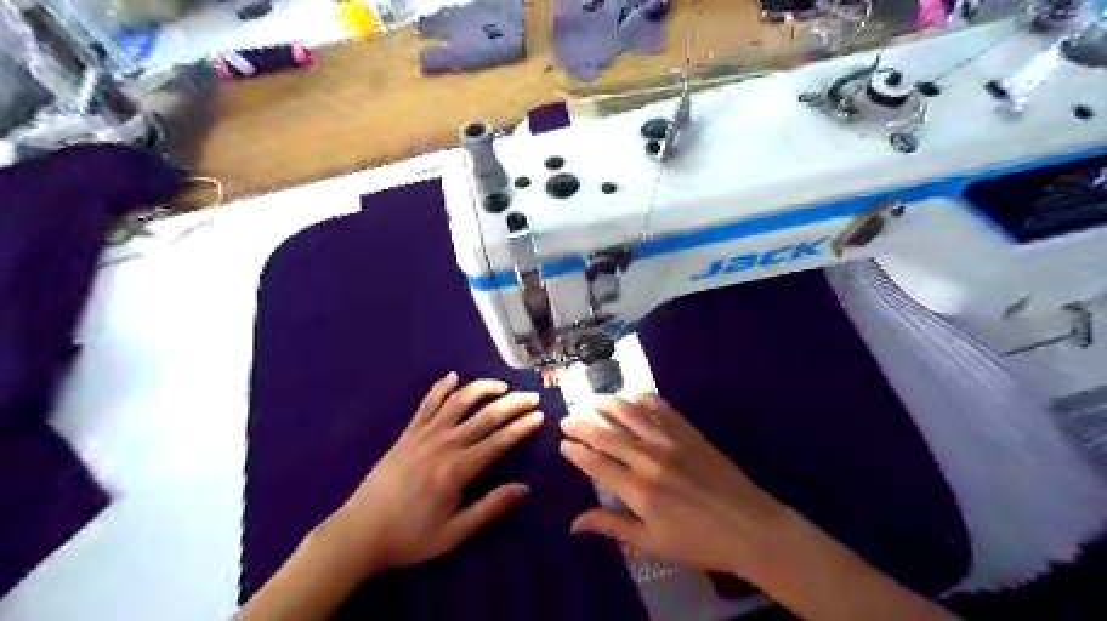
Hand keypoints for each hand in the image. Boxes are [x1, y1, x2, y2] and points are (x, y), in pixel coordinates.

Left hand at [321, 370, 543, 575]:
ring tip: (501, 386)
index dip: (522, 427)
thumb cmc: (411, 536)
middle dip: (512, 404)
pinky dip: (441, 388)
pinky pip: (427, 404)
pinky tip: (453, 376)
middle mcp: (443, 444)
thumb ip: (490, 508)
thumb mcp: (454, 533)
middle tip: (531, 396)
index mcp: (457, 470)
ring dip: (482, 389)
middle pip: (485, 416)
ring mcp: (423, 435)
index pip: (499, 442)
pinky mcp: (408, 433)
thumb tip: (523, 488)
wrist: (360, 532)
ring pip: (458, 402)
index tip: (539, 416)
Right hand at [562, 395, 785, 573]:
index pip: (597, 464)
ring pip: (632, 416)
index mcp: (638, 490)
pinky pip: (662, 409)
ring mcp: (671, 442)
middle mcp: (649, 459)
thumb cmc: (698, 542)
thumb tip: (574, 523)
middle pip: (608, 436)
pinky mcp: (689, 433)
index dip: (577, 453)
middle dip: (583, 425)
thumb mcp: (651, 543)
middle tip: (567, 419)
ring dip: (610, 406)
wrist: (749, 527)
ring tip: (594, 401)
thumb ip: (612, 526)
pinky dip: (645, 401)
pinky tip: (634, 396)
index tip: (563, 444)